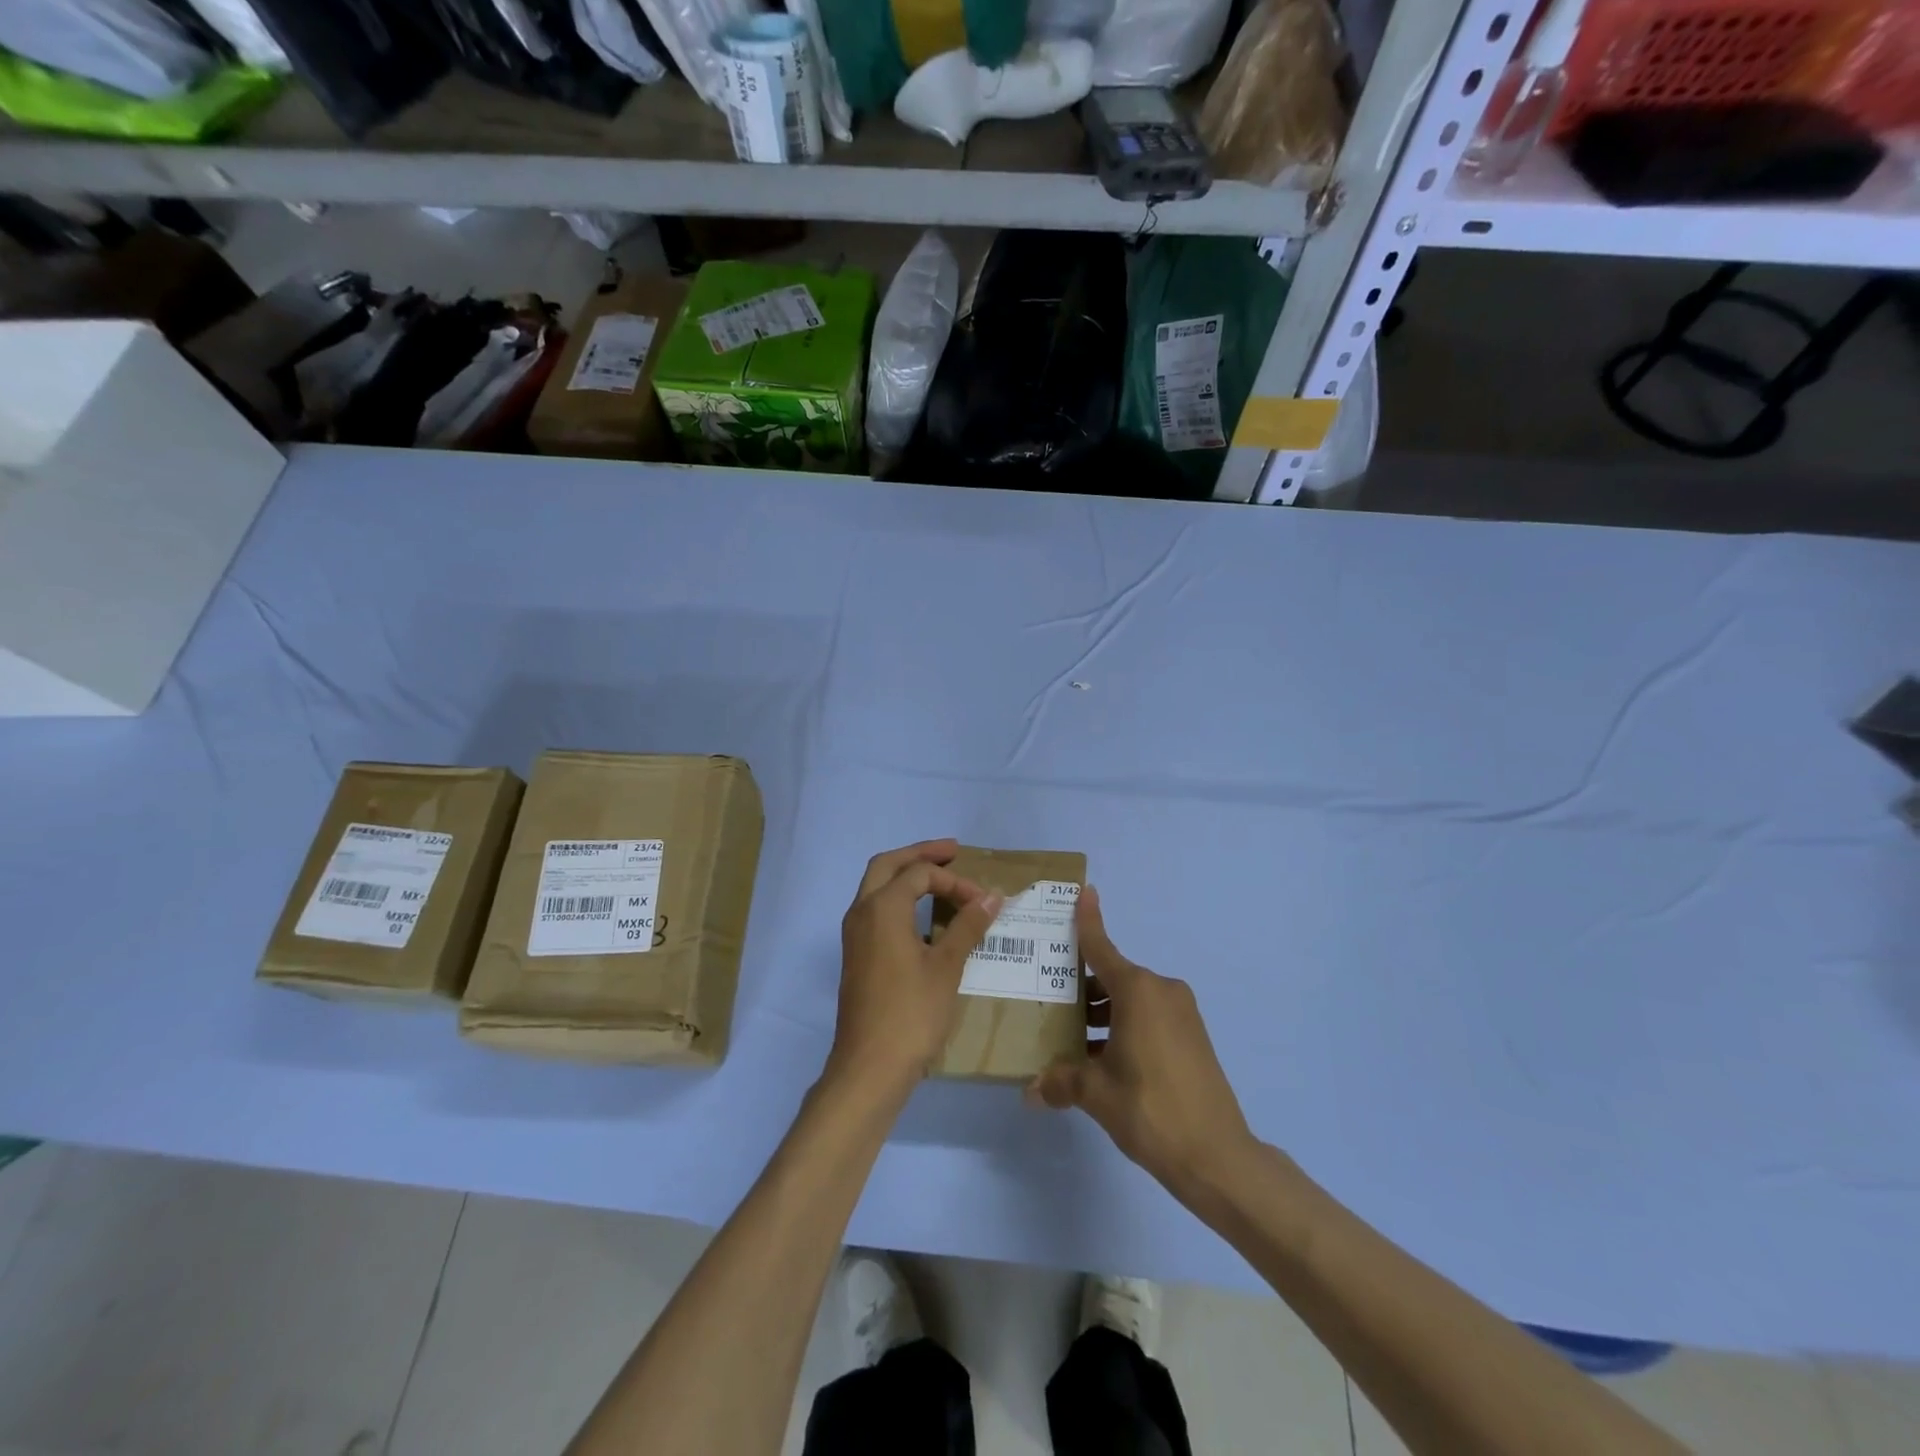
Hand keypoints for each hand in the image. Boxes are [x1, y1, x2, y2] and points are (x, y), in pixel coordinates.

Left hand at [827, 839, 1003, 1103]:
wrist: (869, 1067)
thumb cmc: (911, 1012)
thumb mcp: (947, 967)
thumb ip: (968, 926)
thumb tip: (991, 896)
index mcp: (882, 907)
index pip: (919, 874)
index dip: (954, 881)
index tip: (983, 901)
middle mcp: (861, 912)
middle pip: (887, 865)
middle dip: (920, 855)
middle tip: (952, 852)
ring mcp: (854, 935)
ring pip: (876, 887)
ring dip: (906, 876)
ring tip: (939, 877)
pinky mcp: (856, 955)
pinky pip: (876, 910)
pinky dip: (899, 900)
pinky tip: (922, 917)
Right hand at [1028, 886, 1257, 1200]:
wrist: (1217, 1155)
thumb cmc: (1150, 1110)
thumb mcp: (1097, 1094)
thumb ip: (1061, 1082)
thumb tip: (1030, 1091)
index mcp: (1138, 991)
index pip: (1102, 947)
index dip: (1089, 920)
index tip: (1084, 890)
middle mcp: (1161, 991)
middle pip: (1112, 976)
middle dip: (1081, 986)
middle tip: (1048, 998)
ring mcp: (1181, 1013)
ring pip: (1130, 1000)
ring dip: (1102, 1011)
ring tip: (1069, 1035)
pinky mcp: (1192, 1036)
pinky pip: (1148, 1017)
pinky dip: (1124, 1026)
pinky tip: (1101, 1056)